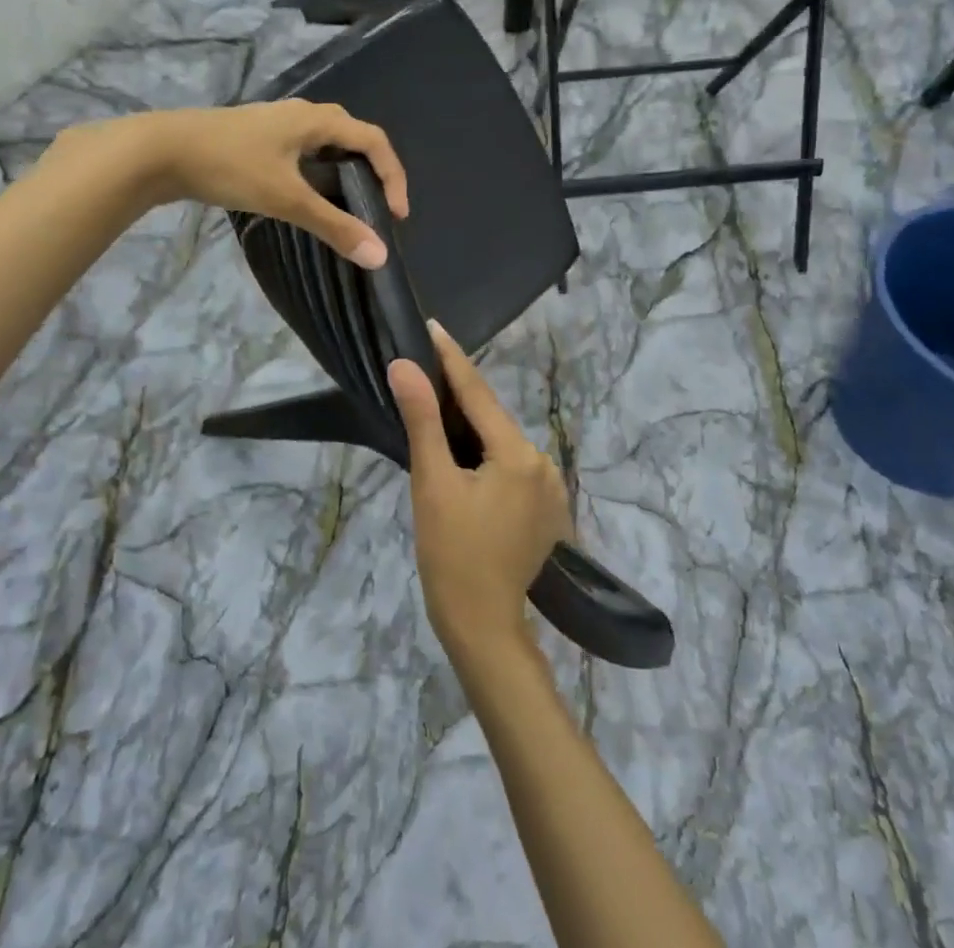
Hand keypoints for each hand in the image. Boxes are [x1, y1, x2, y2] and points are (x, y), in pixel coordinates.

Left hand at [123, 100, 408, 265]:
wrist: (160, 150)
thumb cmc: (230, 166)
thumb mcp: (286, 198)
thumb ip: (334, 226)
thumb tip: (380, 256)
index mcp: (317, 120)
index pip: (374, 140)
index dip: (394, 175)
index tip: (396, 215)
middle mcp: (302, 113)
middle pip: (353, 136)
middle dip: (373, 171)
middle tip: (377, 208)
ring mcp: (277, 123)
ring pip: (326, 142)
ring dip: (345, 171)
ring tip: (347, 205)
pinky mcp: (257, 136)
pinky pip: (303, 149)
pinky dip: (318, 171)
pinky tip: (305, 194)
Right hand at [391, 320, 571, 663]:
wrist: (484, 627)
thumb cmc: (452, 557)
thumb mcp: (433, 484)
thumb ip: (423, 421)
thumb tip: (404, 366)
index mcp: (517, 454)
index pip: (479, 393)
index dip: (452, 359)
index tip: (433, 326)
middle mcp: (542, 462)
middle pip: (493, 417)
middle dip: (459, 393)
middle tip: (424, 367)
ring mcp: (549, 487)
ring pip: (502, 441)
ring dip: (472, 425)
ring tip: (436, 405)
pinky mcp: (546, 507)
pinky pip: (511, 465)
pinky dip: (486, 452)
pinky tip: (464, 452)